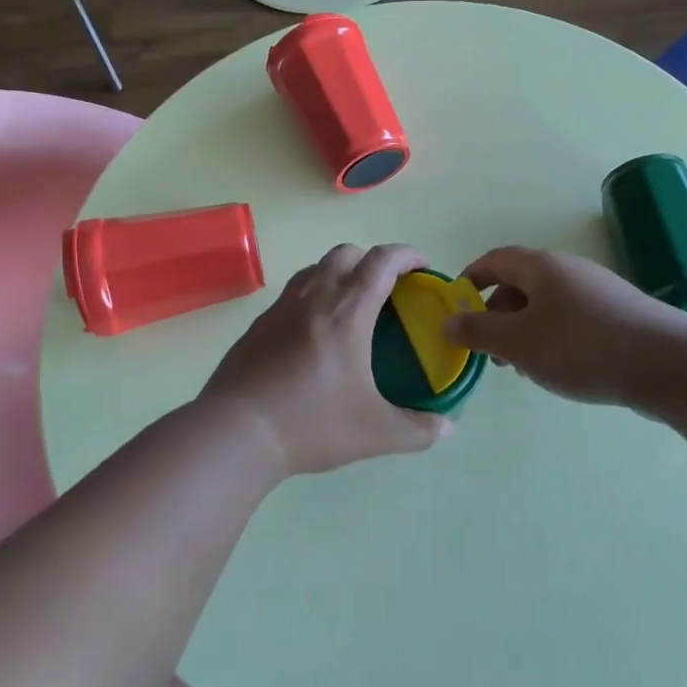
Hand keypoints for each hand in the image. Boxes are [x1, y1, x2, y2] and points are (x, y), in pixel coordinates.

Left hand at [201, 243, 449, 476]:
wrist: (237, 431)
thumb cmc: (312, 424)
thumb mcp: (375, 433)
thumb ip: (418, 430)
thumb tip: (449, 429)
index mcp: (347, 312)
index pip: (382, 262)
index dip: (406, 255)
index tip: (422, 265)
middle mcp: (314, 297)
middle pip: (346, 253)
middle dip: (372, 259)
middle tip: (388, 286)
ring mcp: (281, 307)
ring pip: (315, 268)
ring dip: (339, 273)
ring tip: (351, 304)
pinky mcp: (258, 324)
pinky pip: (292, 293)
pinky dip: (312, 295)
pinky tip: (313, 332)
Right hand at [444, 246, 681, 404]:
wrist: (667, 363)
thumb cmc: (581, 347)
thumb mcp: (518, 342)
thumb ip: (478, 331)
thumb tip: (448, 321)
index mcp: (540, 266)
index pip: (494, 259)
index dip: (470, 279)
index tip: (456, 306)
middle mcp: (568, 268)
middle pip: (520, 282)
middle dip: (496, 313)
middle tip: (488, 349)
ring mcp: (596, 289)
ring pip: (546, 304)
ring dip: (524, 329)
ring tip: (521, 366)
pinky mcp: (617, 313)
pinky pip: (571, 317)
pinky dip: (552, 336)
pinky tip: (558, 368)